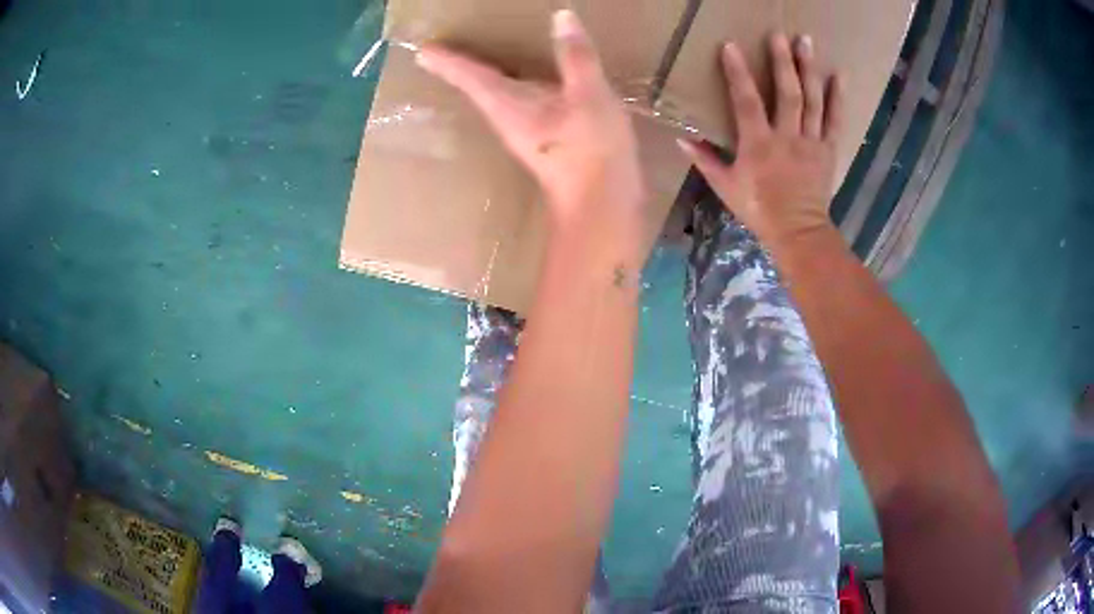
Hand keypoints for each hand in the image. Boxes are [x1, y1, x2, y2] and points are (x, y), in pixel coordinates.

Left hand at [416, 10, 645, 257]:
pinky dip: (520, 83)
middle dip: (462, 65)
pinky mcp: (544, 138)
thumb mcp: (588, 94)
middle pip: (478, 85)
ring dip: (489, 74)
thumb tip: (561, 16)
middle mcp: (508, 117)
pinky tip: (532, 77)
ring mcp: (525, 130)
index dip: (447, 60)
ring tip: (483, 53)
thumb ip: (575, 55)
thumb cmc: (590, 149)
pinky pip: (523, 101)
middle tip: (444, 48)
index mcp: (507, 104)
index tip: (422, 50)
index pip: (469, 75)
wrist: (602, 205)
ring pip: (499, 94)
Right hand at [679, 34, 844, 248]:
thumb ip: (705, 160)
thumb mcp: (726, 187)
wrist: (798, 232)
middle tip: (780, 34)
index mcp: (759, 145)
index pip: (747, 101)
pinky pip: (834, 120)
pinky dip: (837, 98)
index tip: (731, 46)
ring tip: (807, 41)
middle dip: (783, 61)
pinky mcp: (828, 150)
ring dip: (809, 69)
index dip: (738, 73)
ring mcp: (811, 142)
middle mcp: (787, 137)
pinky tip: (839, 75)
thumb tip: (682, 138)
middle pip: (787, 93)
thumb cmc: (760, 210)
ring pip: (811, 100)